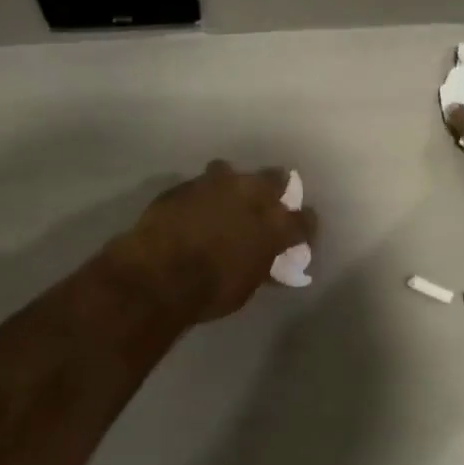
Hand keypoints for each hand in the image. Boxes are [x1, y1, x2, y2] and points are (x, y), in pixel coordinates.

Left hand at [112, 161, 317, 322]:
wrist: (158, 276)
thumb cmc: (210, 291)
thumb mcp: (247, 285)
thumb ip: (262, 264)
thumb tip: (268, 262)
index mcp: (275, 224)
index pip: (305, 219)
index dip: (303, 227)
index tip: (298, 235)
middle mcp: (252, 194)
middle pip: (276, 178)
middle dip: (274, 190)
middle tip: (264, 206)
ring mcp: (218, 183)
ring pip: (234, 172)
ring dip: (233, 185)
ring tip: (224, 201)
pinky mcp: (187, 183)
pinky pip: (201, 184)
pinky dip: (203, 195)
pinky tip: (194, 209)